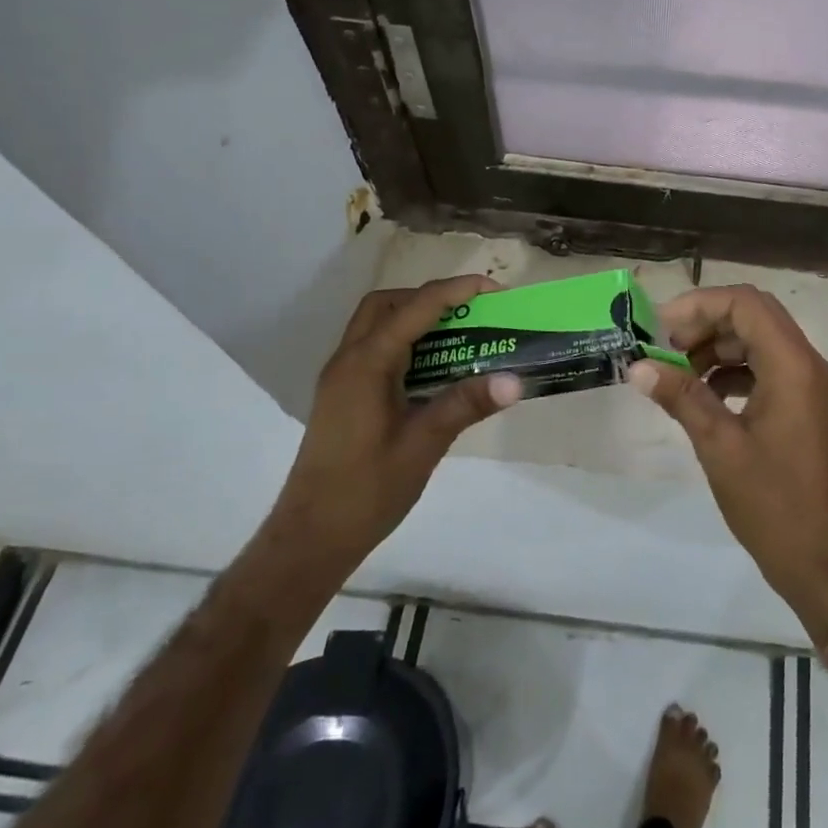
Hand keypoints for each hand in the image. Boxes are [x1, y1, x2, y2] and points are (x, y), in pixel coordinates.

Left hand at [267, 275, 520, 575]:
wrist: (311, 537)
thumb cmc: (366, 491)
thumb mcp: (423, 446)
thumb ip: (466, 405)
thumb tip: (515, 380)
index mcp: (366, 364)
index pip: (415, 308)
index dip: (456, 291)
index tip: (495, 290)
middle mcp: (348, 360)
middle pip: (387, 304)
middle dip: (431, 297)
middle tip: (471, 312)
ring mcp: (342, 378)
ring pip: (377, 325)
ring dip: (416, 318)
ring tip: (459, 336)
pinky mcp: (344, 395)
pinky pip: (375, 349)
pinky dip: (406, 343)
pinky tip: (433, 370)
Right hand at [627, 285, 827, 643]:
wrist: (820, 559)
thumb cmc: (771, 502)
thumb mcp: (718, 445)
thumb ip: (681, 396)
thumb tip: (638, 366)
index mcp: (793, 366)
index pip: (746, 304)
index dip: (700, 305)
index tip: (661, 327)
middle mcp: (808, 364)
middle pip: (754, 315)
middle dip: (706, 322)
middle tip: (665, 346)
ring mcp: (810, 385)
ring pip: (759, 340)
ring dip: (717, 346)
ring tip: (677, 371)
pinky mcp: (805, 405)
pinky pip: (766, 367)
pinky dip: (733, 370)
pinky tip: (703, 393)